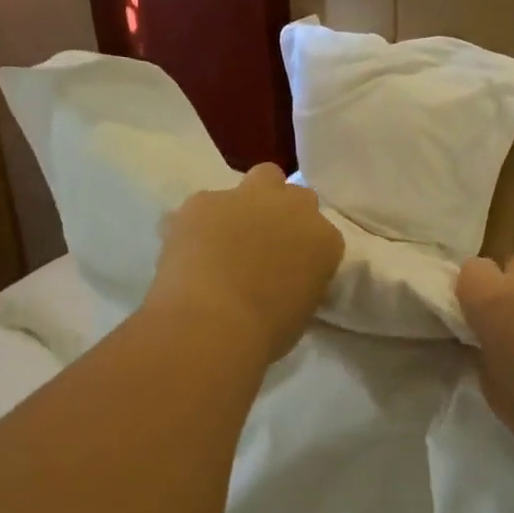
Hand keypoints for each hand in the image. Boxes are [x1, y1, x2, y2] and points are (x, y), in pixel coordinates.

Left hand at [150, 164, 344, 362]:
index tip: (292, 270)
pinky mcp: (204, 200)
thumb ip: (301, 281)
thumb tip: (285, 280)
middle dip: (284, 211)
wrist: (210, 325)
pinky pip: (206, 204)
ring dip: (250, 202)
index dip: (305, 250)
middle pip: (297, 195)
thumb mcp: (302, 311)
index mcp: (324, 240)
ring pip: (260, 179)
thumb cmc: (264, 333)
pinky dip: (201, 222)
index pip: (322, 235)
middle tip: (265, 243)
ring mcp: (248, 197)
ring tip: (226, 237)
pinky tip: (189, 249)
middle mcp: (293, 208)